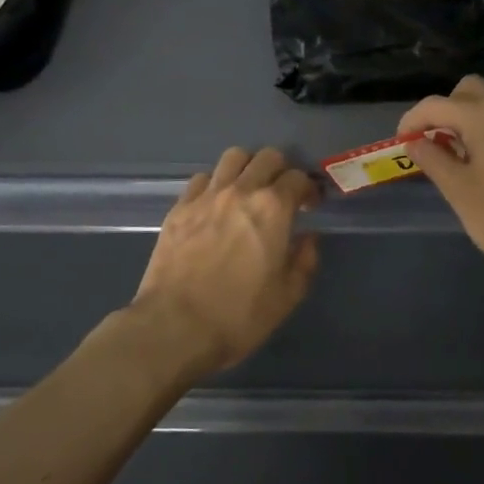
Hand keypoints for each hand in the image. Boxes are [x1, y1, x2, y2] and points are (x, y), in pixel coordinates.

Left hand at [130, 147, 319, 376]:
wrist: (175, 326)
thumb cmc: (238, 315)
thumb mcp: (287, 296)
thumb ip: (304, 260)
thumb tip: (308, 238)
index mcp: (273, 208)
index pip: (297, 178)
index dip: (308, 189)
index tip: (309, 205)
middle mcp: (240, 191)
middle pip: (266, 157)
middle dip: (280, 170)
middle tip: (281, 195)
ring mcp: (206, 195)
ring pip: (232, 157)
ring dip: (247, 168)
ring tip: (247, 191)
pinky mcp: (179, 207)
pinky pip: (202, 179)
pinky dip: (215, 184)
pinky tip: (215, 206)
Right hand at [399, 75, 483, 292]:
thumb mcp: (459, 191)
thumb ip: (433, 159)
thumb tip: (414, 142)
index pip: (435, 104)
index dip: (412, 121)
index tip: (402, 143)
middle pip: (468, 91)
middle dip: (445, 110)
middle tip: (434, 143)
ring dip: (471, 118)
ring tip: (461, 155)